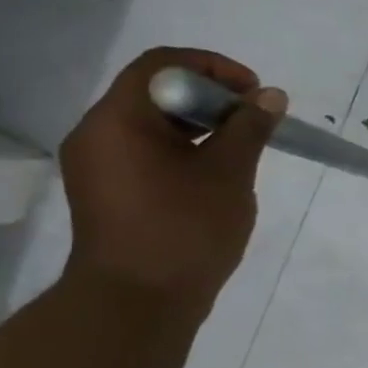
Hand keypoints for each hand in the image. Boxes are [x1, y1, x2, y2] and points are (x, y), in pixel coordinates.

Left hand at [59, 47, 285, 314]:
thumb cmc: (185, 230)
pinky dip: (185, 151)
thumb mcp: (229, 173)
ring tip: (242, 149)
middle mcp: (98, 134)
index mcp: (118, 120)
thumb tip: (270, 96)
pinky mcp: (109, 193)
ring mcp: (99, 166)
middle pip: (155, 92)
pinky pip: (147, 153)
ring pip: (153, 125)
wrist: (138, 303)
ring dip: (201, 127)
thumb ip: (250, 128)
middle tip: (255, 121)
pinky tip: (216, 176)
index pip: (162, 64)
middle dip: (212, 98)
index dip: (214, 67)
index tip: (254, 92)